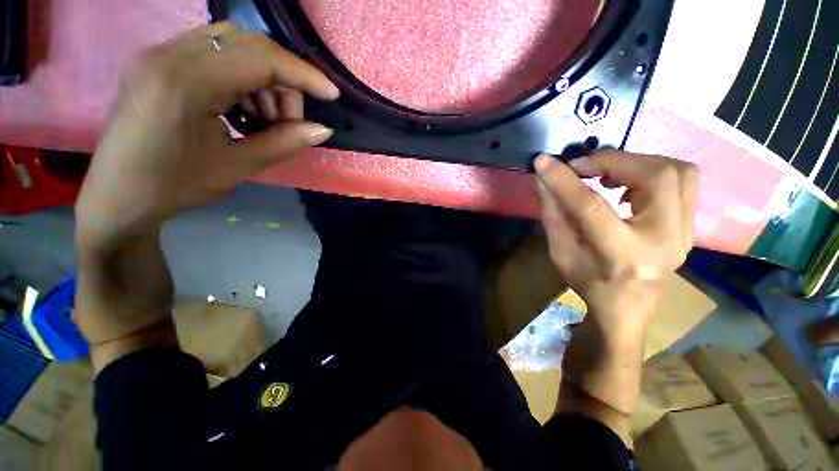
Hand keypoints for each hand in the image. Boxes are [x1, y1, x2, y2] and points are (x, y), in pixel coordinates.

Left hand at [75, 22, 338, 252]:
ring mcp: (158, 53)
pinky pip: (212, 53)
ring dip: (261, 79)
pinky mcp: (156, 61)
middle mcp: (168, 54)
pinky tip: (240, 108)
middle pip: (248, 43)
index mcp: (185, 83)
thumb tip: (322, 130)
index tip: (331, 94)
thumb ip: (283, 143)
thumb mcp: (237, 167)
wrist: (117, 196)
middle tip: (287, 121)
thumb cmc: (174, 187)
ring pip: (231, 45)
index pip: (260, 58)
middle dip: (281, 80)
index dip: (303, 73)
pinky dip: (239, 77)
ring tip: (262, 119)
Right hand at [535, 151, 697, 340]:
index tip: (544, 162)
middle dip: (612, 161)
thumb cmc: (588, 283)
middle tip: (582, 166)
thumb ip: (552, 214)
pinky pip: (683, 181)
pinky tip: (627, 182)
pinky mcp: (690, 225)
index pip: (592, 206)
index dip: (564, 180)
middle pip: (655, 177)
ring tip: (606, 173)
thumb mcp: (560, 252)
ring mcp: (686, 232)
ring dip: (636, 162)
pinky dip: (652, 170)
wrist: (628, 307)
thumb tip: (543, 180)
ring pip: (678, 171)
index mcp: (622, 255)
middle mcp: (665, 240)